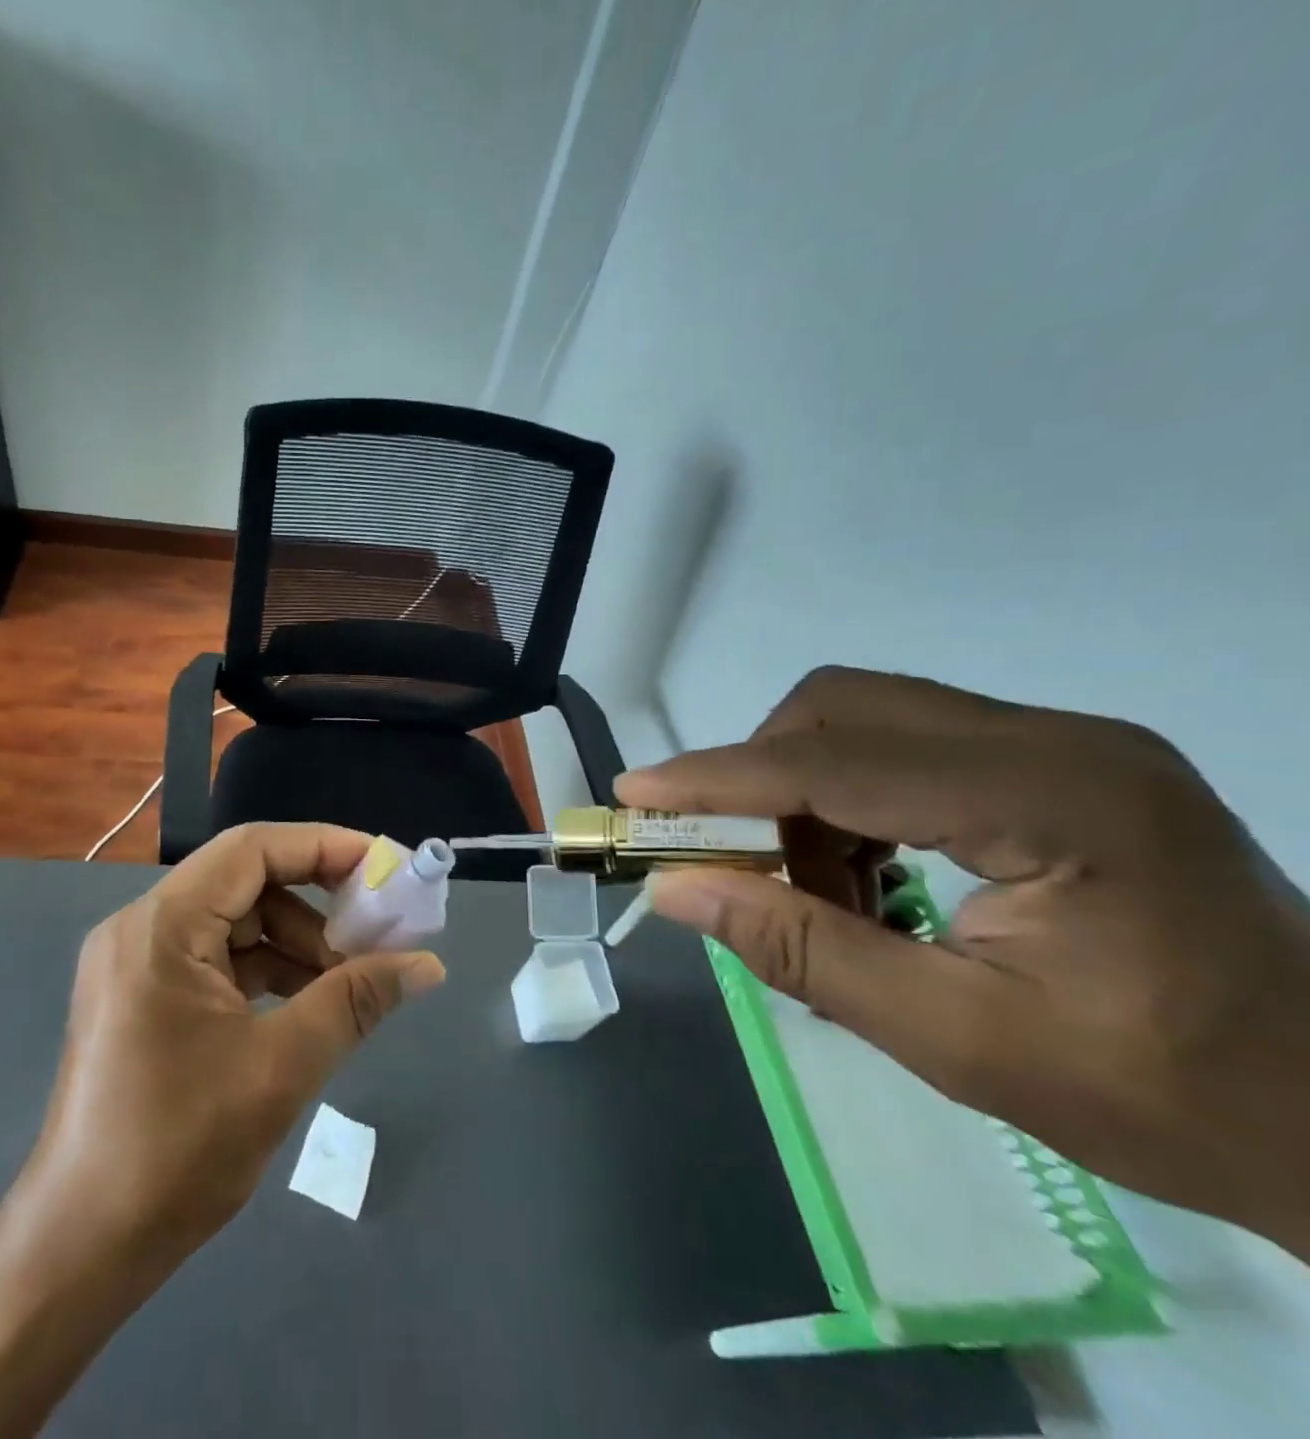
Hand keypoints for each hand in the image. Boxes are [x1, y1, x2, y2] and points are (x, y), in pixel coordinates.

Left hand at [20, 822, 445, 1265]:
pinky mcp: (141, 995)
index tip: (384, 869)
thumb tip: (426, 964)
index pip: (253, 849)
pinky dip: (264, 969)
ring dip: (294, 942)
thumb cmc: (178, 1150)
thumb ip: (356, 1001)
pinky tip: (306, 1003)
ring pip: (233, 921)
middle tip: (376, 934)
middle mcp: (141, 927)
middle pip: (245, 882)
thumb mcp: (282, 1066)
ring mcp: (136, 961)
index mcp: (162, 926)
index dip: (325, 848)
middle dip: (316, 904)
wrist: (81, 1247)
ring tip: (347, 983)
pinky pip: (215, 957)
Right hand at [616, 668, 1309, 1257]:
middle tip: (735, 861)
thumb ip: (804, 952)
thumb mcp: (960, 1042)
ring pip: (864, 719)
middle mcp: (1057, 740)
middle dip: (759, 776)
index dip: (719, 777)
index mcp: (1053, 800)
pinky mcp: (1056, 762)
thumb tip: (675, 891)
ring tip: (816, 889)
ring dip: (803, 792)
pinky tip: (868, 876)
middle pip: (843, 708)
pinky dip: (848, 799)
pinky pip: (903, 746)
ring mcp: (1062, 743)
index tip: (636, 796)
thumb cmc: (1168, 1098)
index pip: (834, 761)